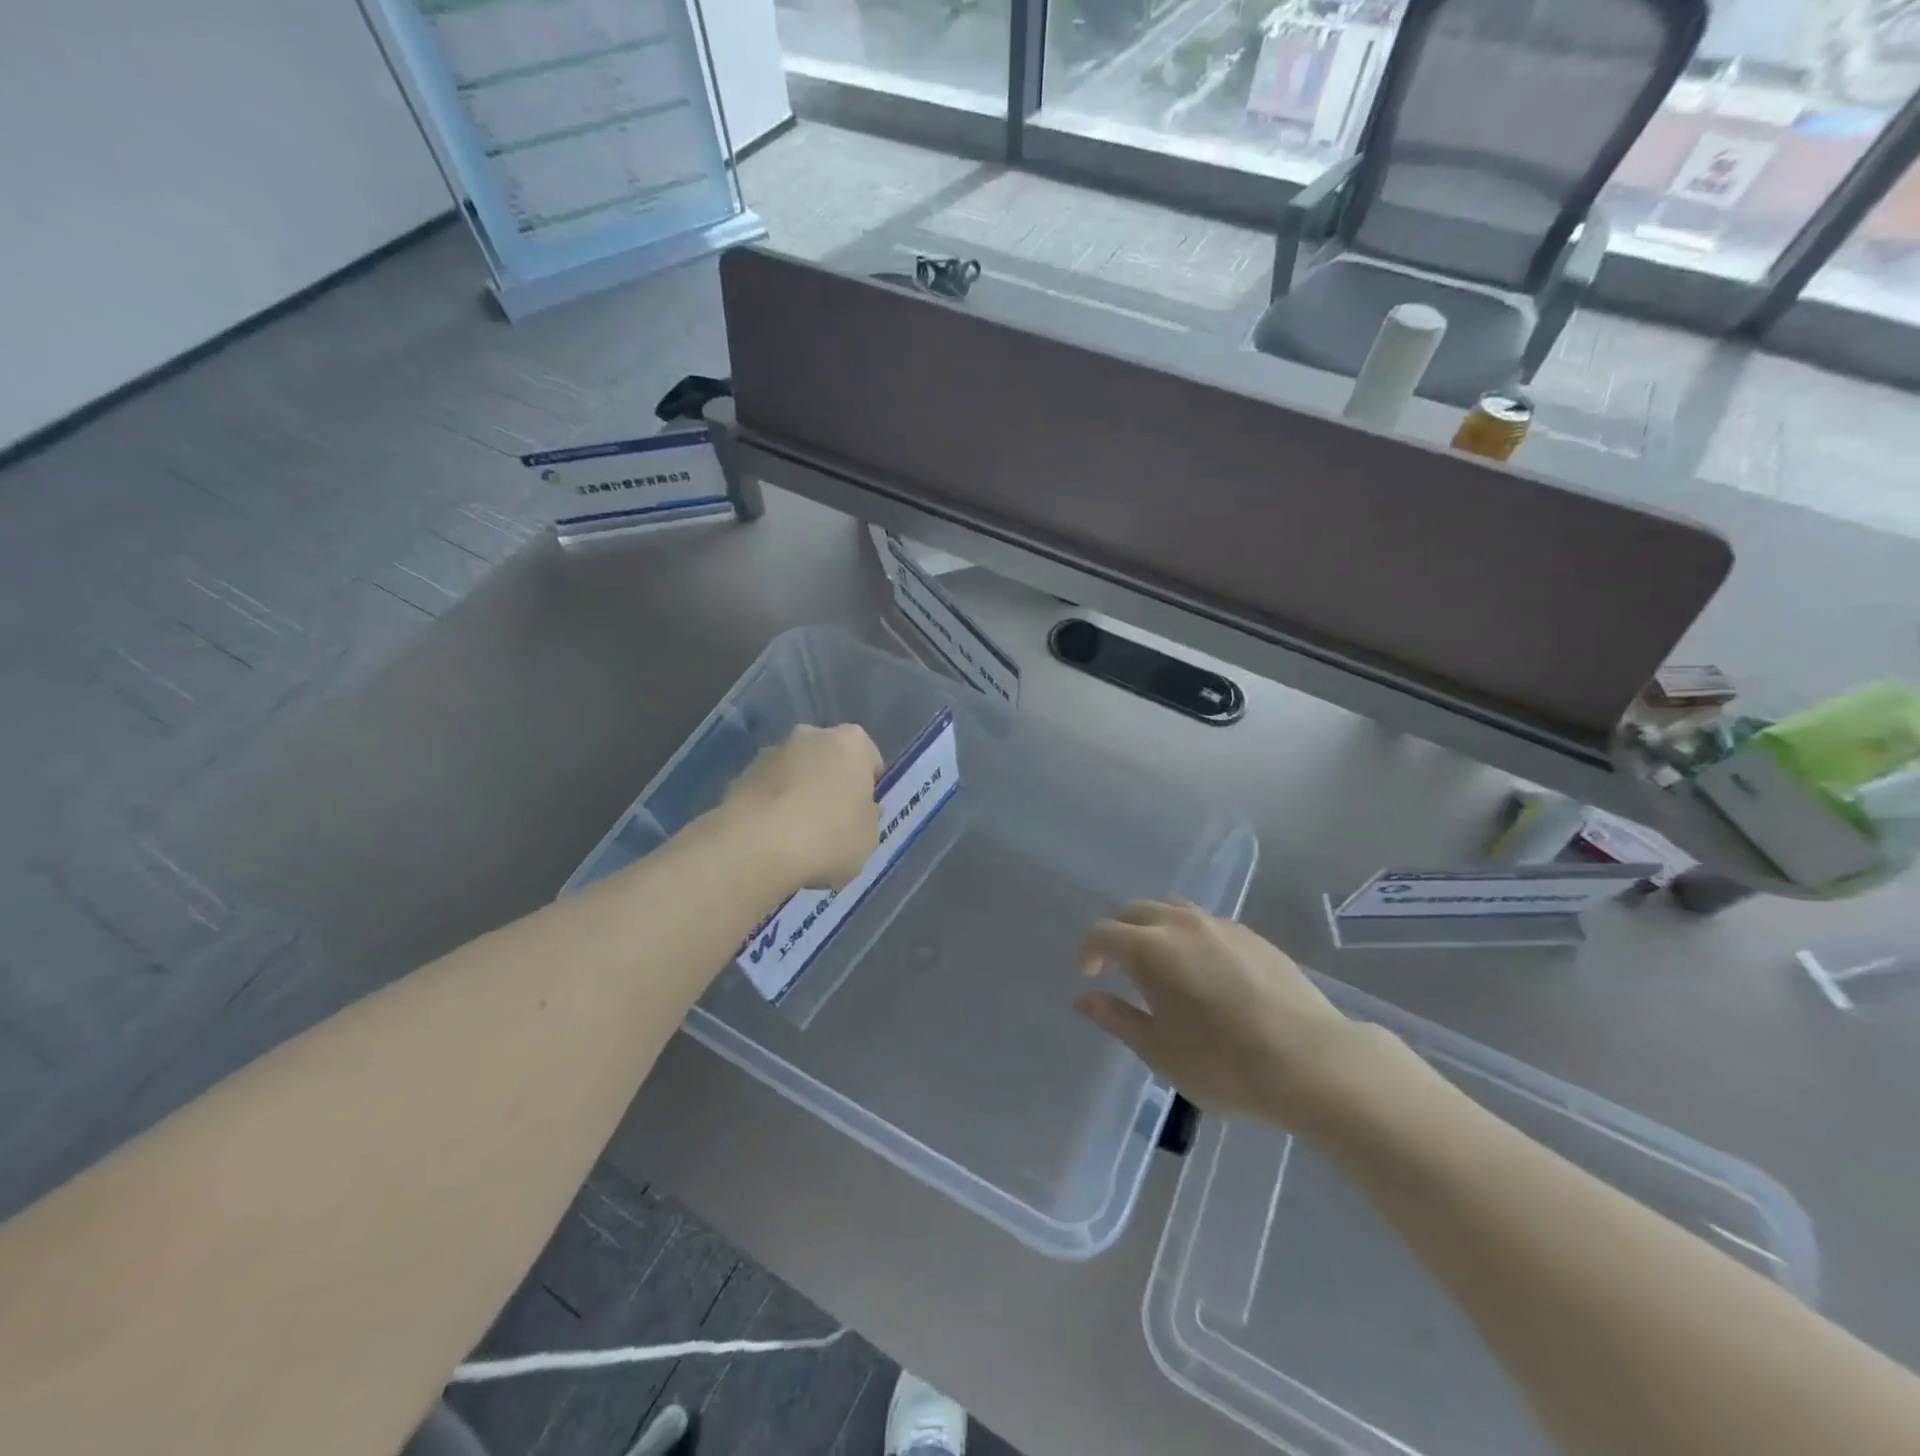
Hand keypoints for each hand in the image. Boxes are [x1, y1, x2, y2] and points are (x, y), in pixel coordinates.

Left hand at [721, 725, 883, 891]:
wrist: (757, 846)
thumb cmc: (829, 836)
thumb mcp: (869, 837)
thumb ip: (868, 817)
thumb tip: (860, 811)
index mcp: (852, 742)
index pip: (868, 758)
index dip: (868, 787)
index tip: (862, 813)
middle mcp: (811, 735)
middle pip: (828, 759)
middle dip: (830, 784)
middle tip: (832, 823)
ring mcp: (771, 752)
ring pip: (794, 772)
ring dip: (798, 793)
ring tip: (797, 836)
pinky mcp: (740, 774)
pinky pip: (767, 790)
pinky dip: (771, 807)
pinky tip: (772, 838)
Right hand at [1076, 901, 1382, 1129]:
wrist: (1313, 1062)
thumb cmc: (1225, 1064)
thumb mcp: (1160, 1051)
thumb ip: (1118, 1018)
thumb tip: (1085, 998)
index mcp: (1152, 948)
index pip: (1104, 932)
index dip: (1089, 950)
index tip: (1088, 974)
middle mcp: (1183, 924)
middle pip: (1136, 911)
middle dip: (1118, 933)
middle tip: (1116, 966)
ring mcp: (1221, 926)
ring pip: (1173, 910)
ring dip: (1153, 928)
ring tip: (1158, 964)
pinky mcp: (1253, 937)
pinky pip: (1206, 924)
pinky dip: (1188, 935)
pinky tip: (1202, 970)